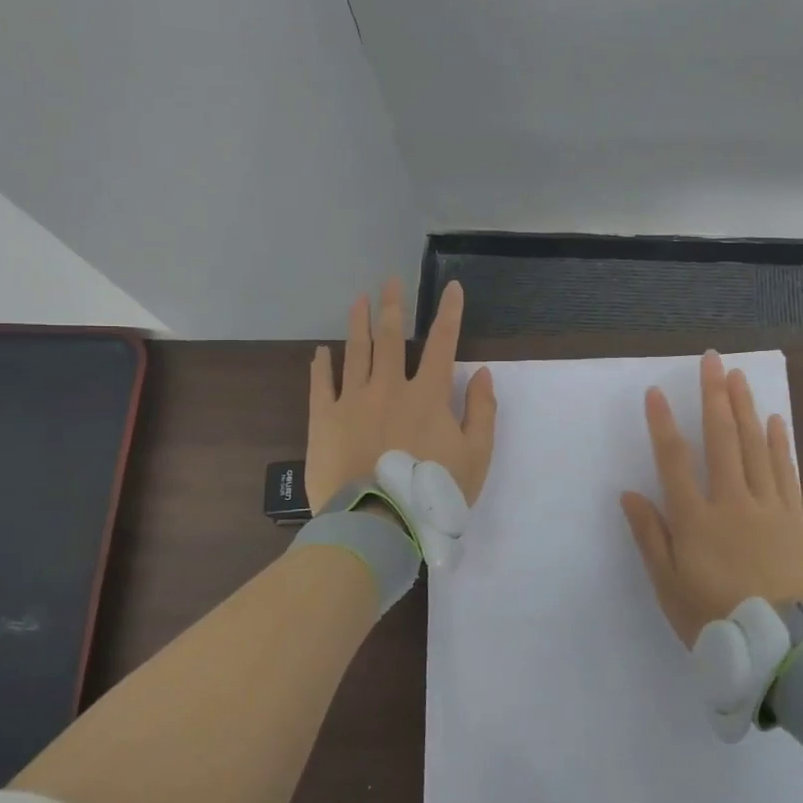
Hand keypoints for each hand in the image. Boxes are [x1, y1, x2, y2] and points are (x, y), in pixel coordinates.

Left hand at [305, 277, 497, 513]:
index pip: (443, 344)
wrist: (376, 521)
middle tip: (390, 281)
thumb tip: (481, 373)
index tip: (451, 287)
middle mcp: (389, 387)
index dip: (449, 314)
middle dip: (394, 307)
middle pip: (392, 338)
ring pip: (356, 352)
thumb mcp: (476, 457)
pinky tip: (321, 350)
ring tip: (359, 299)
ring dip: (358, 323)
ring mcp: (353, 400)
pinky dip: (322, 365)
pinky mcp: (325, 419)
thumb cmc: (432, 491)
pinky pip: (322, 384)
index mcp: (428, 395)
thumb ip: (481, 412)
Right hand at [620, 351, 802, 645]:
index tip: (656, 392)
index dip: (663, 424)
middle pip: (722, 439)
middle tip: (712, 360)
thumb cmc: (715, 618)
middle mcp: (731, 502)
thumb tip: (629, 494)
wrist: (781, 647)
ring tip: (738, 377)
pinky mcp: (795, 518)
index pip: (674, 461)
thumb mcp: (668, 586)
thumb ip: (650, 536)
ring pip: (755, 447)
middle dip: (714, 397)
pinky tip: (774, 420)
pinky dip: (779, 443)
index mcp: (696, 520)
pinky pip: (786, 471)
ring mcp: (768, 507)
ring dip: (745, 408)